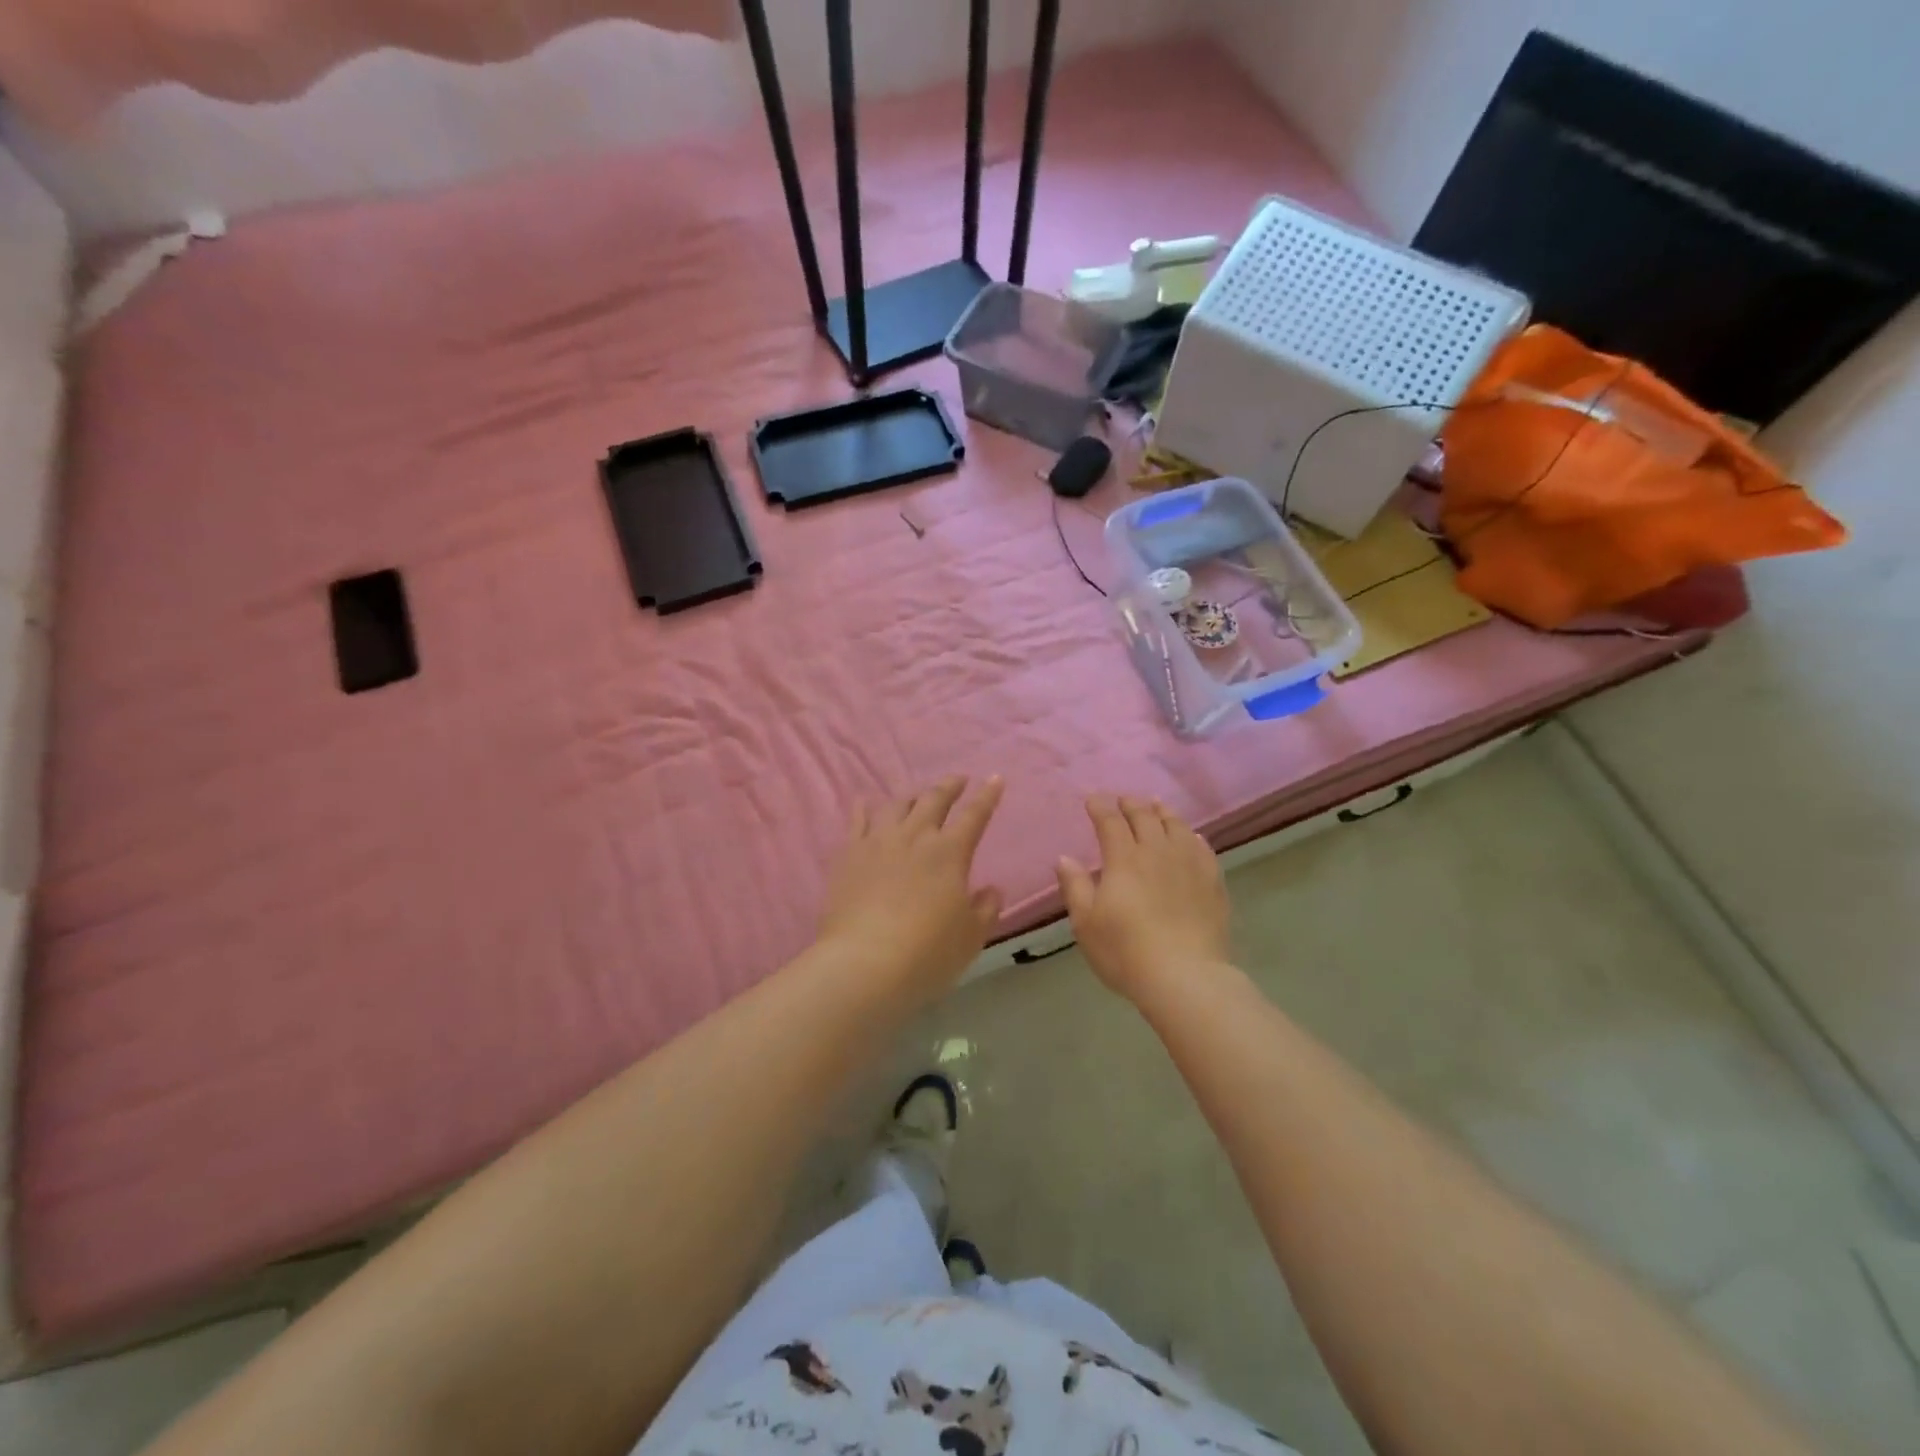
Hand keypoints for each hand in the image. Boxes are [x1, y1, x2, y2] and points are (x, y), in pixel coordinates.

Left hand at [816, 776, 1005, 1000]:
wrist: (864, 963)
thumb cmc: (927, 953)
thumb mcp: (971, 937)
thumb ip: (985, 908)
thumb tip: (991, 889)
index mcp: (950, 853)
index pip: (975, 815)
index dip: (988, 796)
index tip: (996, 777)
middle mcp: (915, 837)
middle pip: (934, 800)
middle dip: (950, 786)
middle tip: (958, 779)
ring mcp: (878, 841)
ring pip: (897, 805)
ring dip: (912, 796)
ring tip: (918, 796)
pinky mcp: (849, 854)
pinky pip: (857, 820)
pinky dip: (865, 807)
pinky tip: (866, 802)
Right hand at [1056, 796, 1230, 1001]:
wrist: (1185, 977)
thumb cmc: (1126, 952)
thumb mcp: (1086, 923)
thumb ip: (1075, 886)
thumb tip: (1064, 858)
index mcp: (1124, 859)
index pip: (1110, 822)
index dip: (1099, 807)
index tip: (1091, 799)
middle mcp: (1157, 852)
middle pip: (1144, 816)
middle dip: (1130, 803)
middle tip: (1122, 799)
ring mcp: (1189, 864)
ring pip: (1176, 826)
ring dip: (1162, 812)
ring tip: (1156, 805)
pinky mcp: (1212, 881)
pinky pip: (1202, 848)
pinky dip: (1191, 836)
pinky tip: (1190, 837)